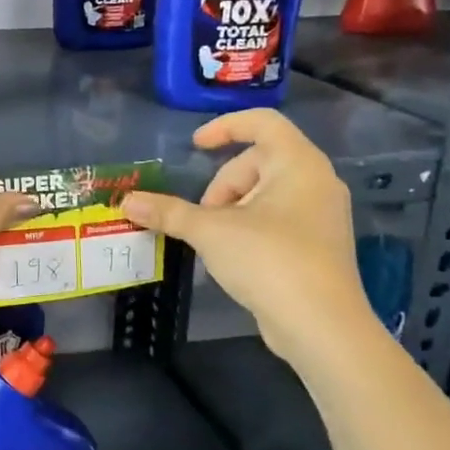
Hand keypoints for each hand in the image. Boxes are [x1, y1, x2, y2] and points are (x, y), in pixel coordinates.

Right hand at [120, 109, 377, 364]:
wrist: (322, 326)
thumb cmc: (269, 260)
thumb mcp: (210, 231)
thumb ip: (168, 212)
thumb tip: (127, 201)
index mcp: (298, 164)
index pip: (263, 122)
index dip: (225, 127)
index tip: (195, 146)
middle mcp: (317, 182)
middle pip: (259, 160)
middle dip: (223, 183)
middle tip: (203, 214)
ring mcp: (322, 214)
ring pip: (267, 191)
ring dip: (233, 206)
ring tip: (215, 237)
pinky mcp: (319, 244)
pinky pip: (278, 216)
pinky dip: (250, 224)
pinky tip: (234, 254)